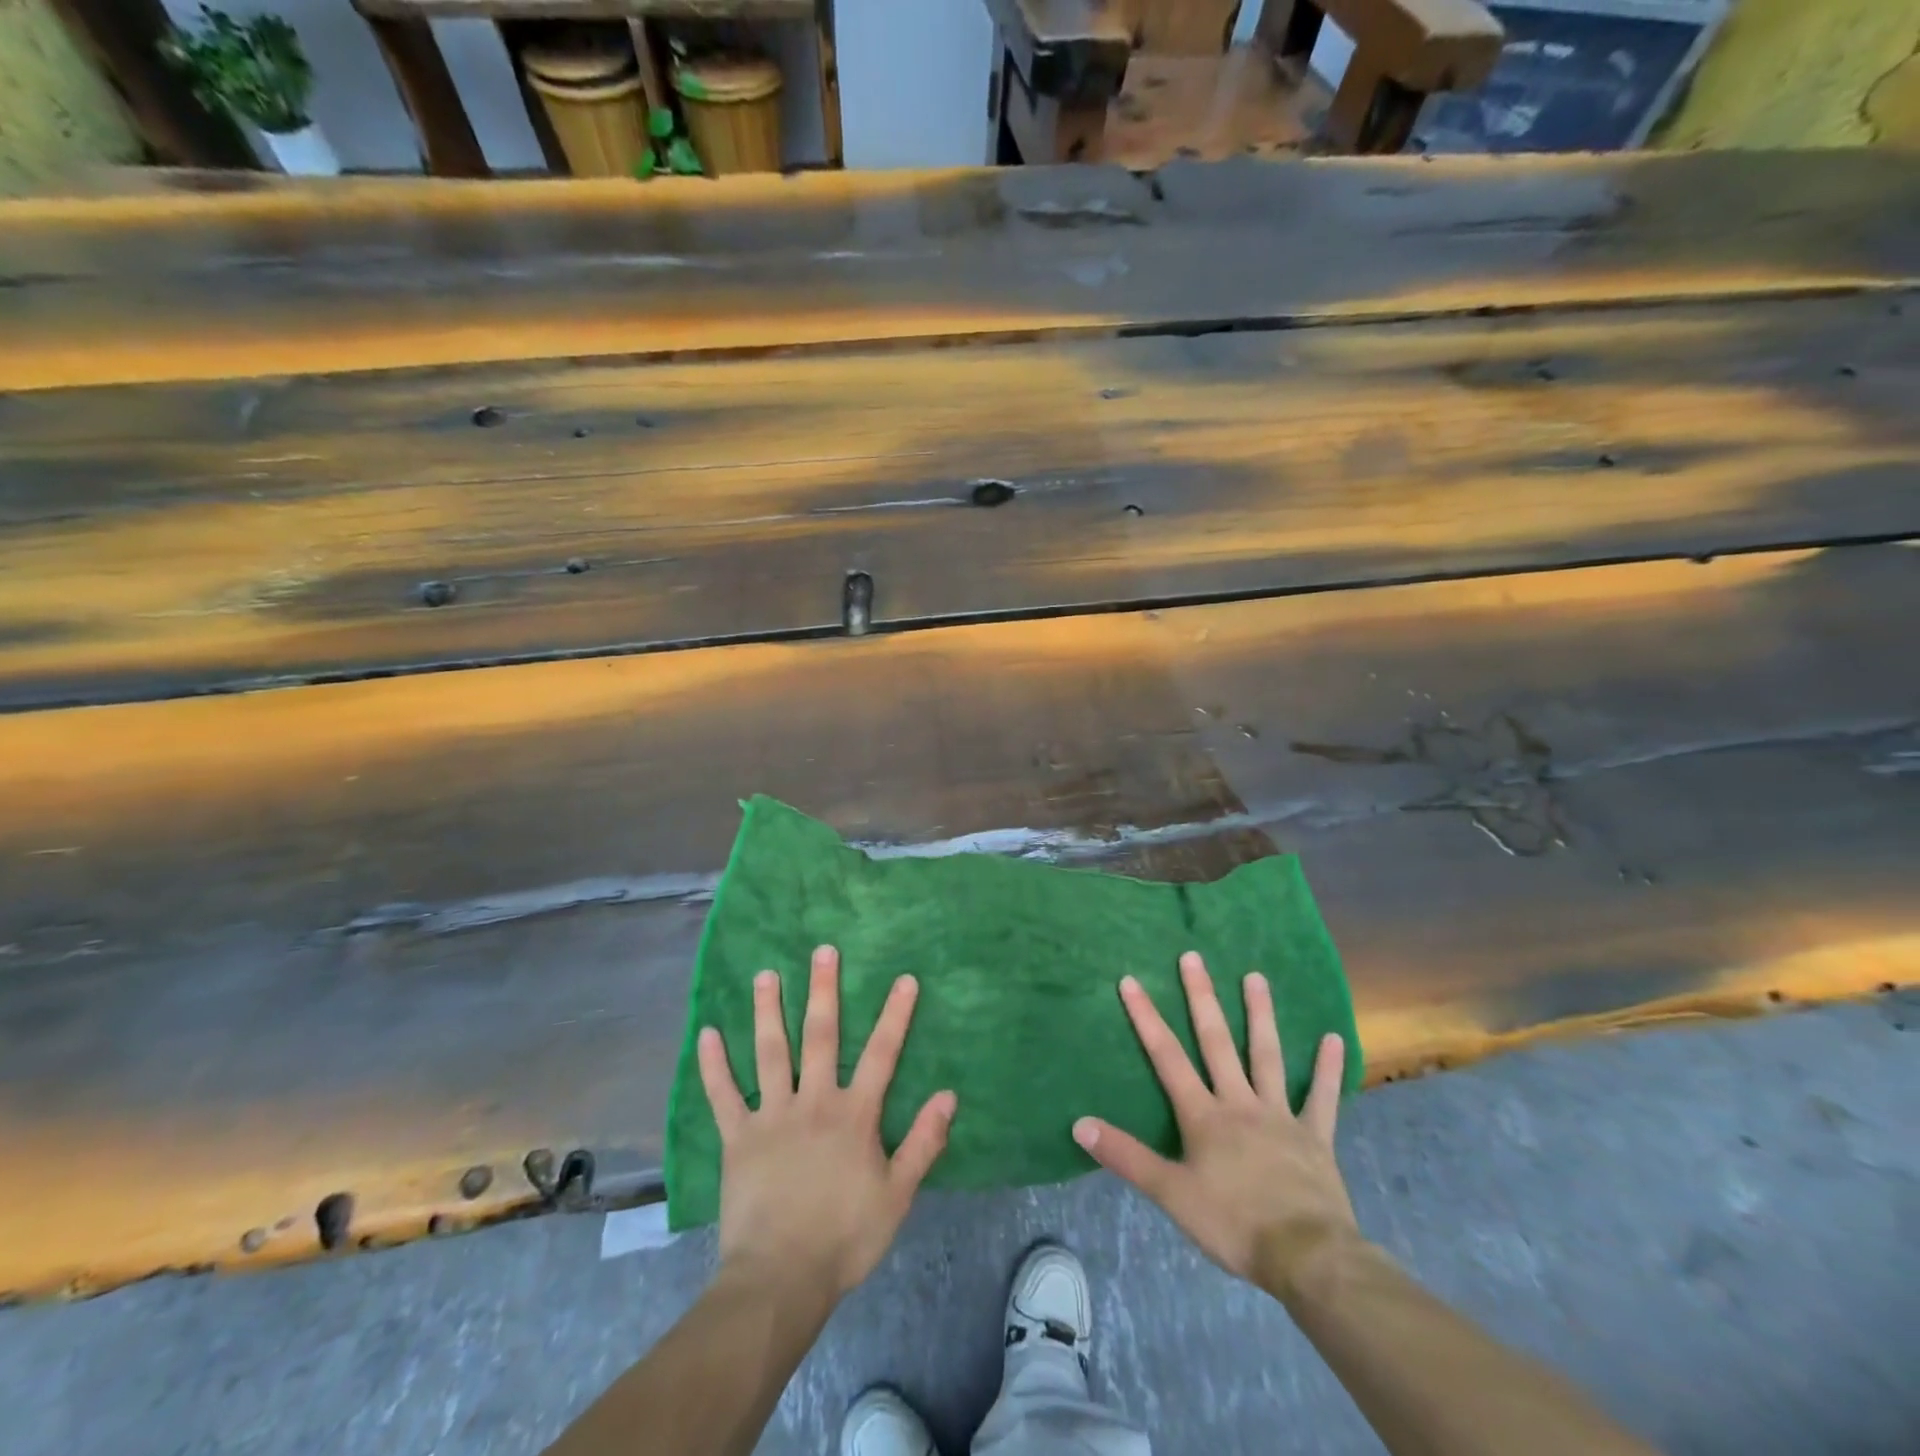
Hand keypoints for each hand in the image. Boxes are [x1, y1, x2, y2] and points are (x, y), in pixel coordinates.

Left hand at [698, 944, 956, 1300]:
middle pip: (820, 1037)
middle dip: (823, 991)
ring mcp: (772, 1116)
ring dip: (768, 1011)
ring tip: (766, 974)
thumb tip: (949, 1095)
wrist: (781, 1279)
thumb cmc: (845, 1237)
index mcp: (854, 1115)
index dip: (895, 1015)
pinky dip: (713, 1065)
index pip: (881, 1054)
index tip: (904, 978)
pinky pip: (723, 1095)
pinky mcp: (738, 1137)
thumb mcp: (898, 1195)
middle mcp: (813, 1102)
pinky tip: (706, 1033)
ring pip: (770, 1053)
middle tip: (822, 951)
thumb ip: (923, 1142)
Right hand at [1072, 952, 1356, 1286]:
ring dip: (1260, 1015)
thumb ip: (1126, 1157)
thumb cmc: (1234, 1223)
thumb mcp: (1170, 1194)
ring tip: (1255, 976)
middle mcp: (1239, 1103)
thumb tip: (1079, 1124)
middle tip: (1194, 957)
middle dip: (1202, 998)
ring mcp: (1280, 1115)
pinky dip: (1327, 1069)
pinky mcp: (1315, 1137)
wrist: (1307, 1257)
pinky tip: (1334, 1039)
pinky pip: (1322, 1098)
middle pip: (1217, 1042)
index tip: (1131, 980)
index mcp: (1203, 1116)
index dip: (1147, 1017)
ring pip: (1268, 1057)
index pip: (1167, 1057)